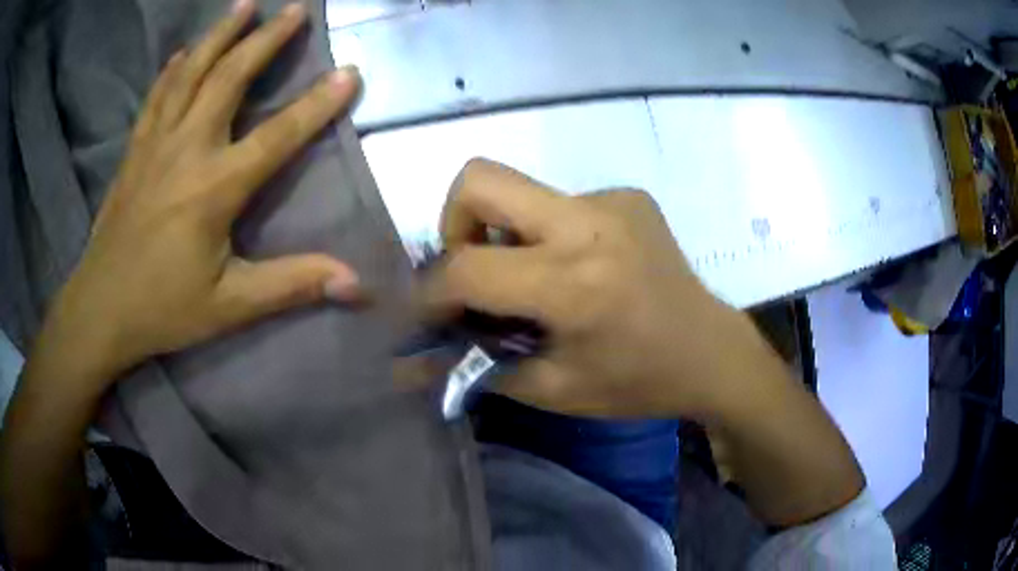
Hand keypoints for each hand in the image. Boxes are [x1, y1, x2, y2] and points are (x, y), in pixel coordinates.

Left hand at [44, 1, 361, 395]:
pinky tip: (184, 51)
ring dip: (220, 35)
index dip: (317, 104)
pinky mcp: (134, 151)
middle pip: (229, 79)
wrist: (100, 309)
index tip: (349, 72)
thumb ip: (291, 284)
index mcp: (213, 188)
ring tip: (244, 4)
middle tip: (295, 7)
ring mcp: (155, 144)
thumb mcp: (230, 306)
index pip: (276, 136)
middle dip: (266, 40)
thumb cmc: (163, 309)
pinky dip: (174, 68)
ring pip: (190, 73)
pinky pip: (157, 96)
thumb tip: (356, 282)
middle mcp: (185, 150)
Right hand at [424, 159, 757, 418]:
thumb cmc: (637, 383)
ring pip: (520, 189)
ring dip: (505, 232)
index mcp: (572, 283)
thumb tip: (413, 364)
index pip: (465, 267)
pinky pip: (560, 201)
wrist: (712, 354)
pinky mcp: (628, 196)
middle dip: (454, 224)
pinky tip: (579, 268)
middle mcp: (589, 223)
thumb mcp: (554, 390)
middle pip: (479, 179)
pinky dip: (549, 233)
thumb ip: (477, 368)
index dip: (429, 292)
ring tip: (533, 278)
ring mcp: (612, 200)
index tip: (428, 312)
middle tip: (473, 270)